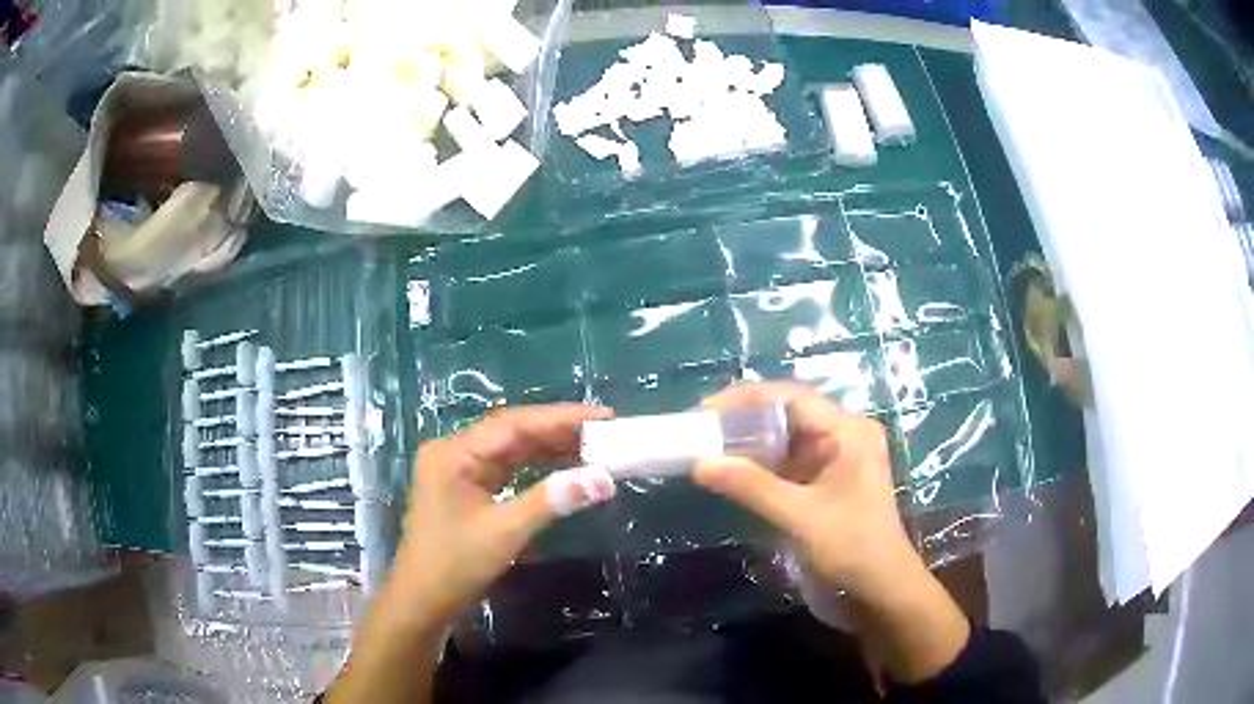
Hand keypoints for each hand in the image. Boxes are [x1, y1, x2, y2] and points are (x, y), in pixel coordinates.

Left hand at [329, 404, 615, 703]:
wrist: (422, 601)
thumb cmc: (455, 565)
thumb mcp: (505, 532)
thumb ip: (552, 500)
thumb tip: (604, 479)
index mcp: (454, 453)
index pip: (513, 424)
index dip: (560, 418)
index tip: (602, 416)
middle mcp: (454, 453)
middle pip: (512, 433)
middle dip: (558, 432)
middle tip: (605, 432)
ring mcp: (458, 470)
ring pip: (511, 451)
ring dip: (550, 449)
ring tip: (594, 447)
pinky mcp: (466, 488)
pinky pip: (506, 469)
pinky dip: (535, 469)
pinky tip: (563, 468)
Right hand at [695, 383, 969, 684]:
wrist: (881, 588)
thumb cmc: (851, 547)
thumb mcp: (800, 516)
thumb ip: (752, 487)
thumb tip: (700, 464)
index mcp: (848, 431)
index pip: (792, 397)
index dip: (747, 399)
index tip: (707, 411)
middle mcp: (845, 434)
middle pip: (790, 412)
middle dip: (746, 418)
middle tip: (704, 428)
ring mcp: (839, 456)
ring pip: (789, 436)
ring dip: (753, 442)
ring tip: (712, 446)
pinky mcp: (830, 478)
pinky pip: (791, 460)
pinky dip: (764, 464)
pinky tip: (737, 470)